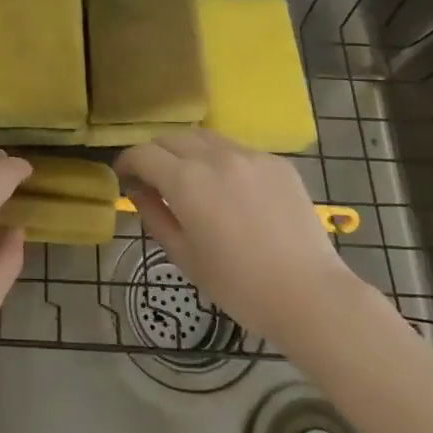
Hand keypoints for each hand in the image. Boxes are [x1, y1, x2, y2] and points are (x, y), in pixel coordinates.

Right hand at [117, 130, 355, 346]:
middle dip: (155, 154)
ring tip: (190, 178)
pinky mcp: (276, 162)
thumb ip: (154, 215)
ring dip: (187, 151)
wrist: (308, 294)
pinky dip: (221, 160)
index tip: (123, 176)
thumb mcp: (183, 255)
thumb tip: (137, 190)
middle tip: (153, 179)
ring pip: (204, 137)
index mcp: (186, 181)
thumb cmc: (238, 285)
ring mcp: (249, 155)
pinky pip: (237, 150)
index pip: (143, 153)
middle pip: (172, 138)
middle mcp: (215, 156)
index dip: (127, 162)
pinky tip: (230, 190)